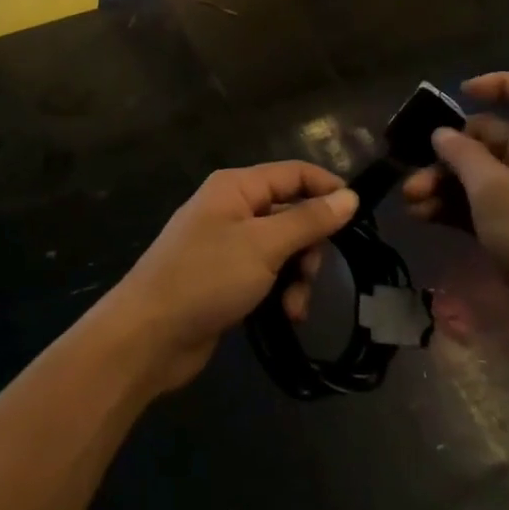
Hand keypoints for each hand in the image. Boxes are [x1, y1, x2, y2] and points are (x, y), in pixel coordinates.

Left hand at [104, 163, 357, 393]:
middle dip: (309, 245)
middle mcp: (232, 208)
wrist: (148, 335)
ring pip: (283, 248)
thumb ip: (308, 220)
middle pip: (291, 213)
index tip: (360, 216)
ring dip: (297, 276)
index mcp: (236, 187)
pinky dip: (281, 292)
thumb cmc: (206, 278)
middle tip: (310, 273)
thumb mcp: (263, 245)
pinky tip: (285, 316)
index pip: (294, 173)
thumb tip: (349, 195)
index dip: (328, 189)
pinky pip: (267, 274)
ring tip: (294, 306)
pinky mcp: (226, 278)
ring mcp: (228, 244)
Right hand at [402, 73, 508, 347]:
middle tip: (415, 172)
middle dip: (448, 152)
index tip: (460, 95)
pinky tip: (423, 218)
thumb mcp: (492, 189)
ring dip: (443, 183)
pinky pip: (482, 205)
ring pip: (479, 174)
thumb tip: (443, 133)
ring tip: (411, 201)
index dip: (497, 84)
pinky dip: (454, 207)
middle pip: (489, 137)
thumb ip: (462, 155)